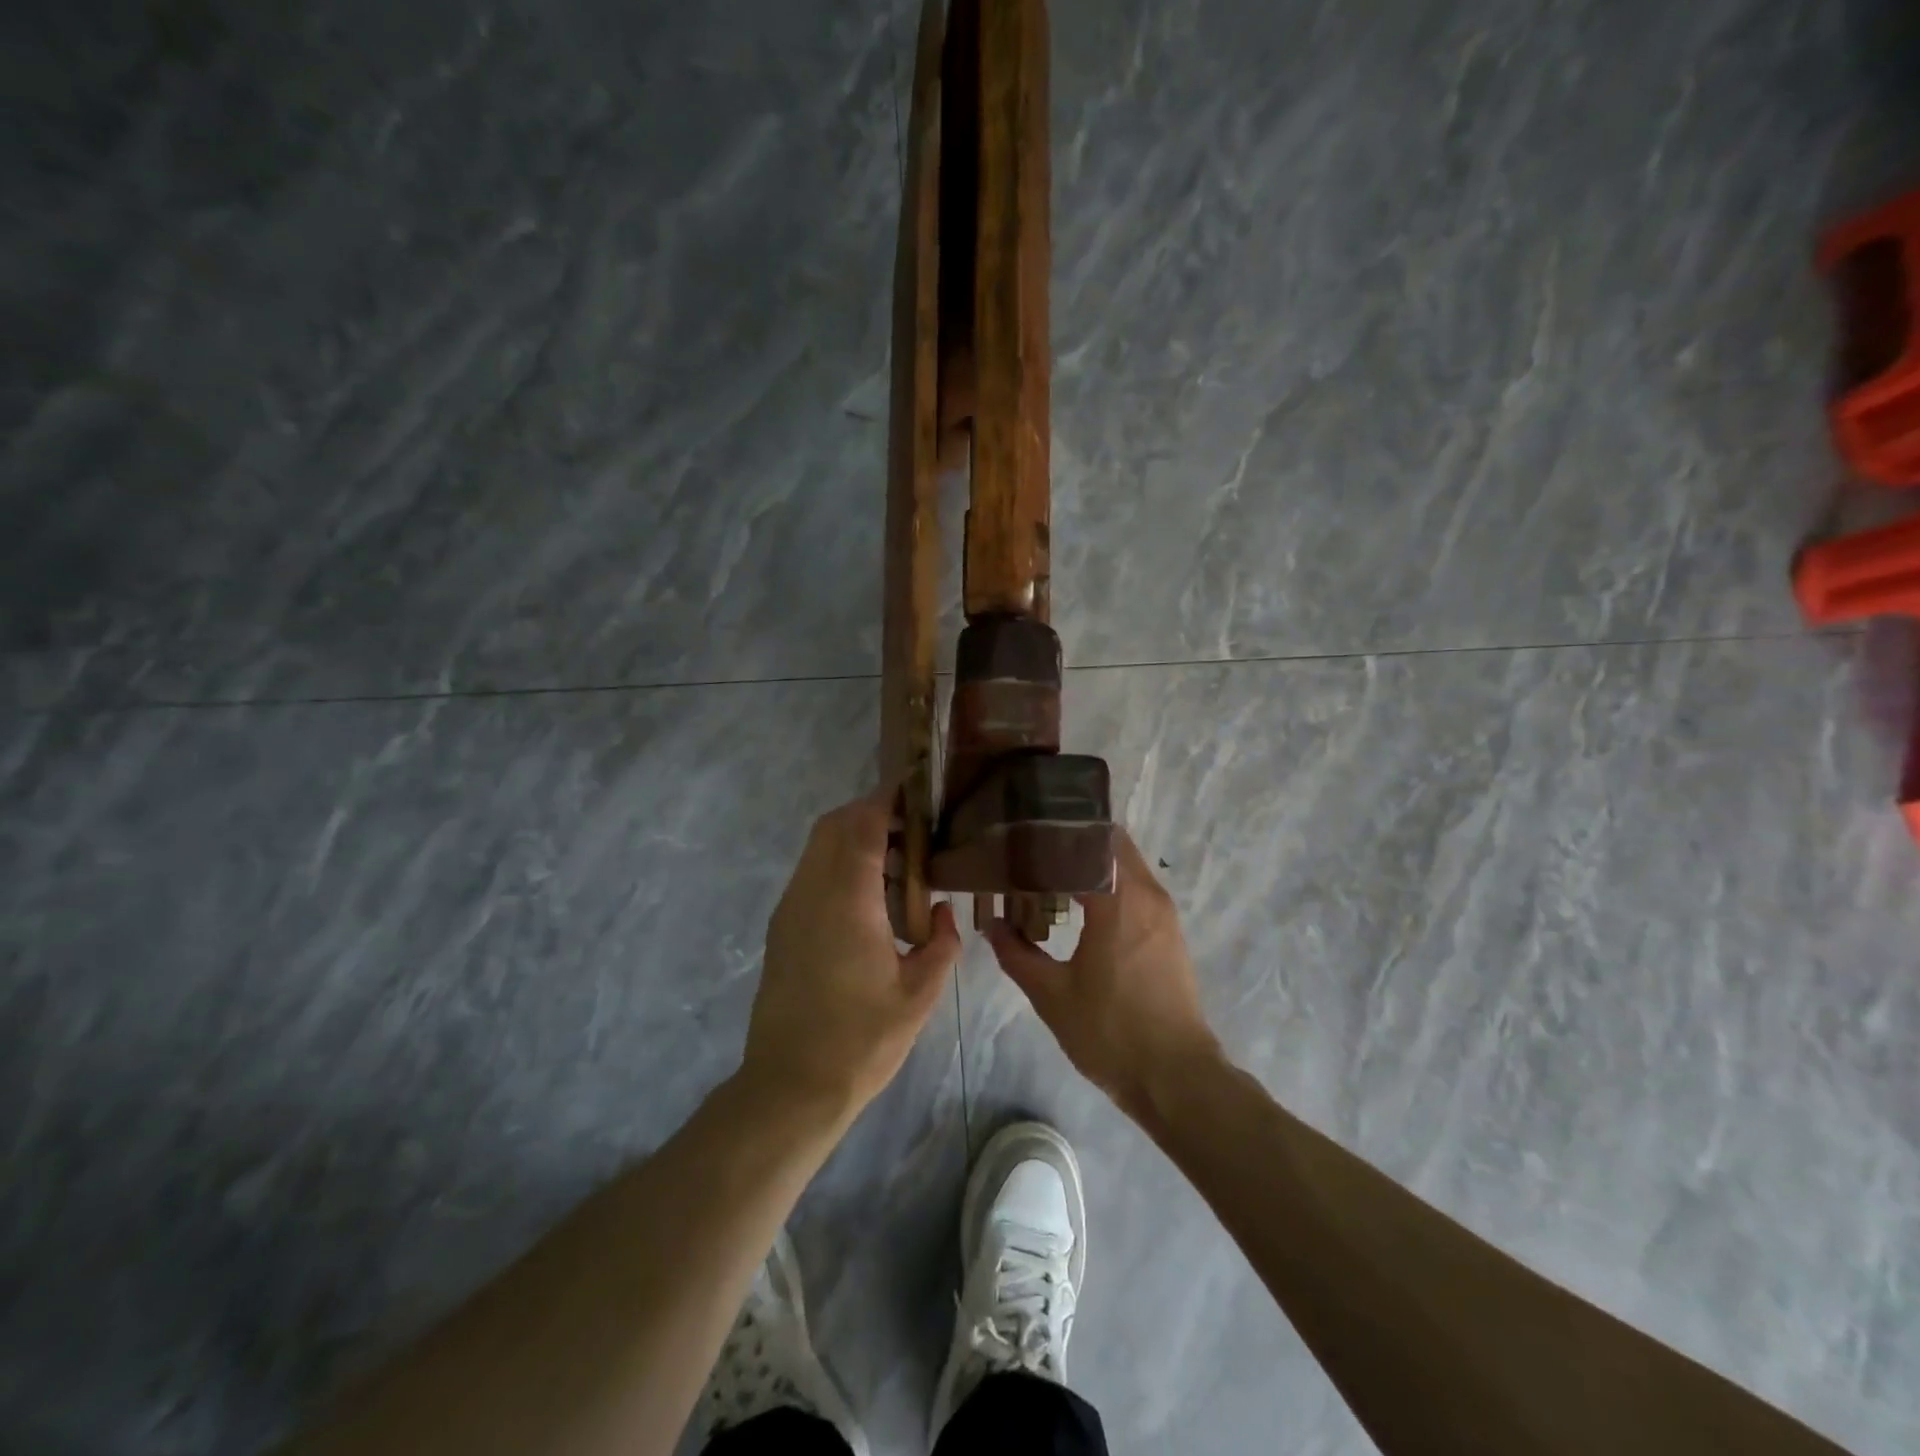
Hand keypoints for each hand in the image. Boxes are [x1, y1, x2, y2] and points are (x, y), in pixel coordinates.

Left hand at [744, 791, 962, 1122]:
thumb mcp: (919, 995)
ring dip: (853, 840)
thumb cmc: (860, 1041)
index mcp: (846, 901)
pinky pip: (811, 875)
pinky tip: (871, 899)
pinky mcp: (783, 928)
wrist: (790, 1087)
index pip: (861, 825)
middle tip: (913, 828)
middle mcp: (810, 893)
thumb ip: (940, 944)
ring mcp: (790, 910)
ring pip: (817, 849)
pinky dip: (839, 866)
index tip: (915, 793)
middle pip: (832, 826)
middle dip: (870, 813)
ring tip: (898, 863)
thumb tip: (940, 911)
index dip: (886, 800)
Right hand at [988, 830, 1222, 1118]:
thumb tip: (992, 924)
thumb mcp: (1052, 994)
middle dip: (1074, 843)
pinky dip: (1109, 886)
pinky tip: (1080, 908)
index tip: (1025, 835)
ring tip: (1050, 876)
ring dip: (1093, 865)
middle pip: (1112, 844)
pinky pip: (1137, 890)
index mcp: (1119, 899)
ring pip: (1126, 867)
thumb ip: (1016, 953)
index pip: (1090, 839)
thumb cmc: (1111, 1032)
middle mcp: (1148, 895)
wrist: (1176, 1078)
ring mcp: (1164, 914)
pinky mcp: (1170, 935)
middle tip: (1033, 852)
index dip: (1057, 832)